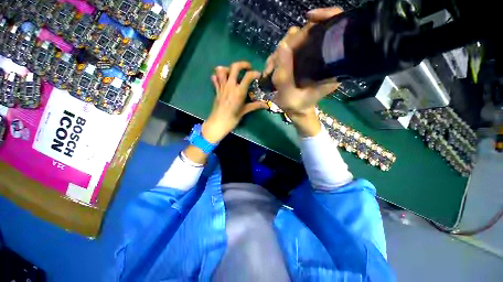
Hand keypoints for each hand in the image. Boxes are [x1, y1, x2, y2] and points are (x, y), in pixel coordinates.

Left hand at [202, 62, 266, 142]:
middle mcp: (230, 86)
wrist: (218, 123)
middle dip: (243, 64)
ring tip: (234, 73)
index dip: (255, 73)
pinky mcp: (216, 90)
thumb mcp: (244, 111)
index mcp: (239, 91)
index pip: (248, 76)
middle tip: (248, 68)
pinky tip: (223, 79)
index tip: (259, 75)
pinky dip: (218, 76)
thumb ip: (255, 106)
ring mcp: (222, 87)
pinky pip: (215, 79)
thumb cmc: (232, 119)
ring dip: (228, 68)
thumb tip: (266, 105)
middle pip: (234, 67)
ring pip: (221, 70)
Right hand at [263, 7, 342, 135]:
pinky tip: (272, 67)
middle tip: (274, 63)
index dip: (326, 17)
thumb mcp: (288, 96)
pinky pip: (290, 48)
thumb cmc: (296, 106)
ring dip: (280, 52)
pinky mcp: (303, 59)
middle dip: (290, 43)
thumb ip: (284, 75)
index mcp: (330, 68)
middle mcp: (324, 59)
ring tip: (270, 69)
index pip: (335, 32)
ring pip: (297, 40)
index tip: (309, 18)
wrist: (297, 110)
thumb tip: (283, 45)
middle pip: (311, 33)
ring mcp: (312, 58)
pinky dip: (278, 55)